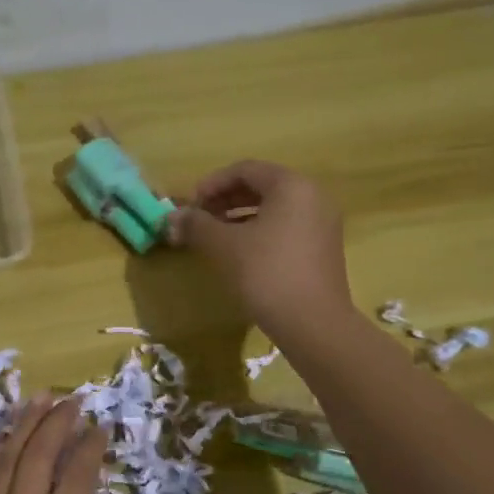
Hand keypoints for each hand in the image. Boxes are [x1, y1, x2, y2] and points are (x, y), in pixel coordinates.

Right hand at [166, 160, 353, 341]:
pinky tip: (239, 255)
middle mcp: (312, 197)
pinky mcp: (322, 250)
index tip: (190, 206)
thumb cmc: (266, 273)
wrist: (313, 323)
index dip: (212, 184)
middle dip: (224, 201)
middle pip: (261, 187)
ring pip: (273, 210)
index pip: (245, 170)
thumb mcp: (223, 246)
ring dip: (239, 218)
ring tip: (214, 238)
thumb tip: (171, 218)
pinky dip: (258, 233)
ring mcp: (322, 224)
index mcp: (291, 186)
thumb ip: (195, 225)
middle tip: (199, 221)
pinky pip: (285, 228)